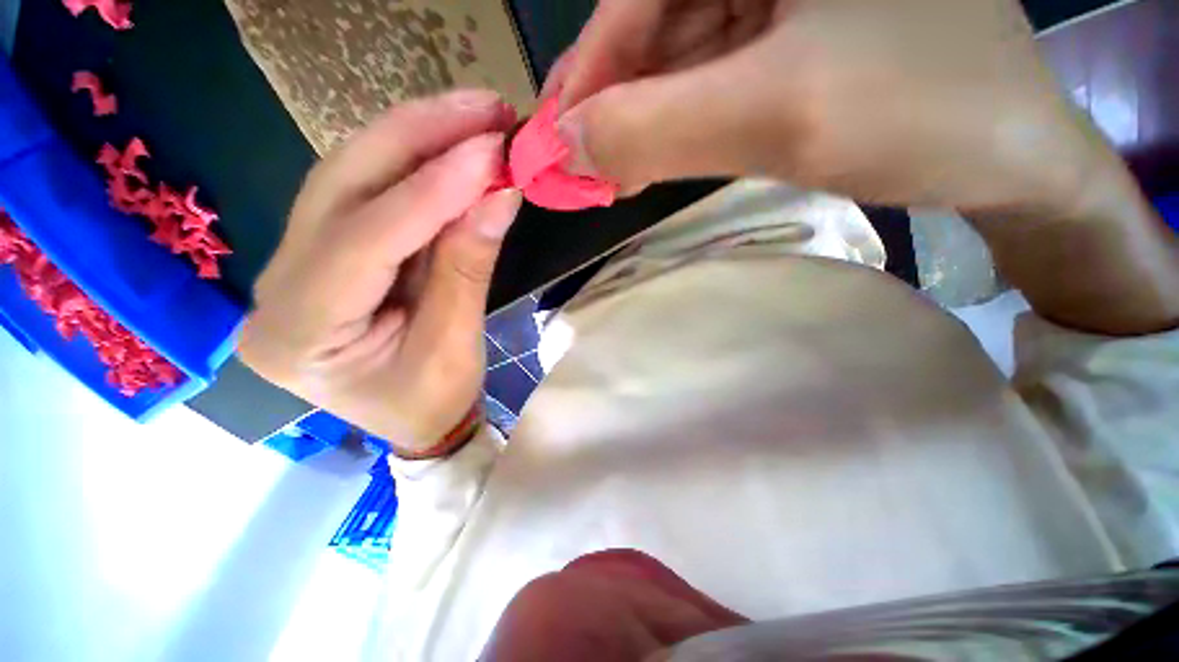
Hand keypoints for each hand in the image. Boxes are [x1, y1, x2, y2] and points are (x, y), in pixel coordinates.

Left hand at [239, 90, 521, 454]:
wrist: (416, 420)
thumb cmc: (432, 400)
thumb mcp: (455, 345)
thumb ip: (468, 267)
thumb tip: (500, 193)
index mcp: (298, 334)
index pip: (363, 242)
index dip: (431, 191)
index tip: (491, 151)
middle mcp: (278, 286)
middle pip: (341, 187)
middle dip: (419, 137)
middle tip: (484, 109)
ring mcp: (295, 261)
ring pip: (351, 177)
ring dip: (419, 139)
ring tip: (476, 116)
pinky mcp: (326, 250)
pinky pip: (369, 193)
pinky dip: (417, 165)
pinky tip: (454, 145)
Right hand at [550, 0, 1115, 214]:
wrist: (1006, 156)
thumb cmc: (919, 118)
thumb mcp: (776, 117)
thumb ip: (658, 127)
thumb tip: (573, 144)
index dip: (589, 70)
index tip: (558, 136)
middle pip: (657, 21)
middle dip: (613, 99)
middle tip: (576, 159)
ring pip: (682, 55)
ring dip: (641, 117)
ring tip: (608, 169)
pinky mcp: (799, 31)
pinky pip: (715, 75)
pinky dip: (678, 119)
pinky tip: (655, 155)